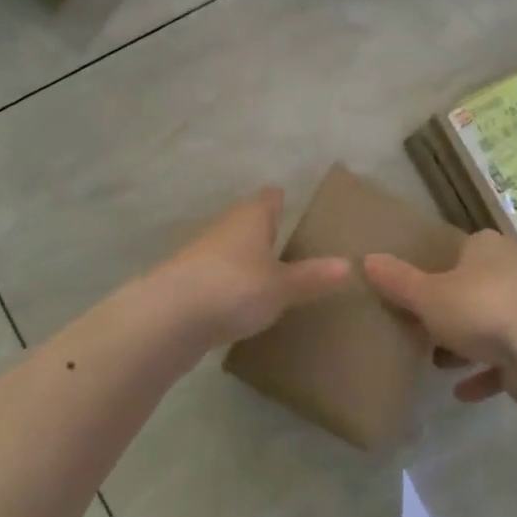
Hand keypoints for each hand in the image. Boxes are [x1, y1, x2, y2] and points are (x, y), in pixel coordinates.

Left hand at [152, 188, 350, 348]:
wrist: (167, 318)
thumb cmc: (234, 288)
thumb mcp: (281, 287)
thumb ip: (313, 277)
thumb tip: (350, 265)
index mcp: (251, 216)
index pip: (270, 198)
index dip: (284, 202)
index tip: (299, 211)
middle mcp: (226, 227)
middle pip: (250, 222)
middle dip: (268, 232)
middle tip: (296, 250)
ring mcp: (202, 254)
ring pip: (232, 250)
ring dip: (248, 261)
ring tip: (274, 280)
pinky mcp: (187, 283)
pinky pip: (218, 277)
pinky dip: (231, 286)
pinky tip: (243, 305)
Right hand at [363, 230, 516, 403]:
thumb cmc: (480, 307)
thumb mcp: (427, 295)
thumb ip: (398, 280)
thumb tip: (367, 259)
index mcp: (486, 248)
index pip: (458, 250)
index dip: (435, 268)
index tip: (414, 289)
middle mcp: (512, 271)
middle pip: (473, 288)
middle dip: (448, 310)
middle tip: (420, 327)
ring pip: (490, 324)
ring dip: (465, 344)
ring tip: (435, 362)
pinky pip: (506, 359)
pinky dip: (485, 373)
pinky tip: (462, 392)